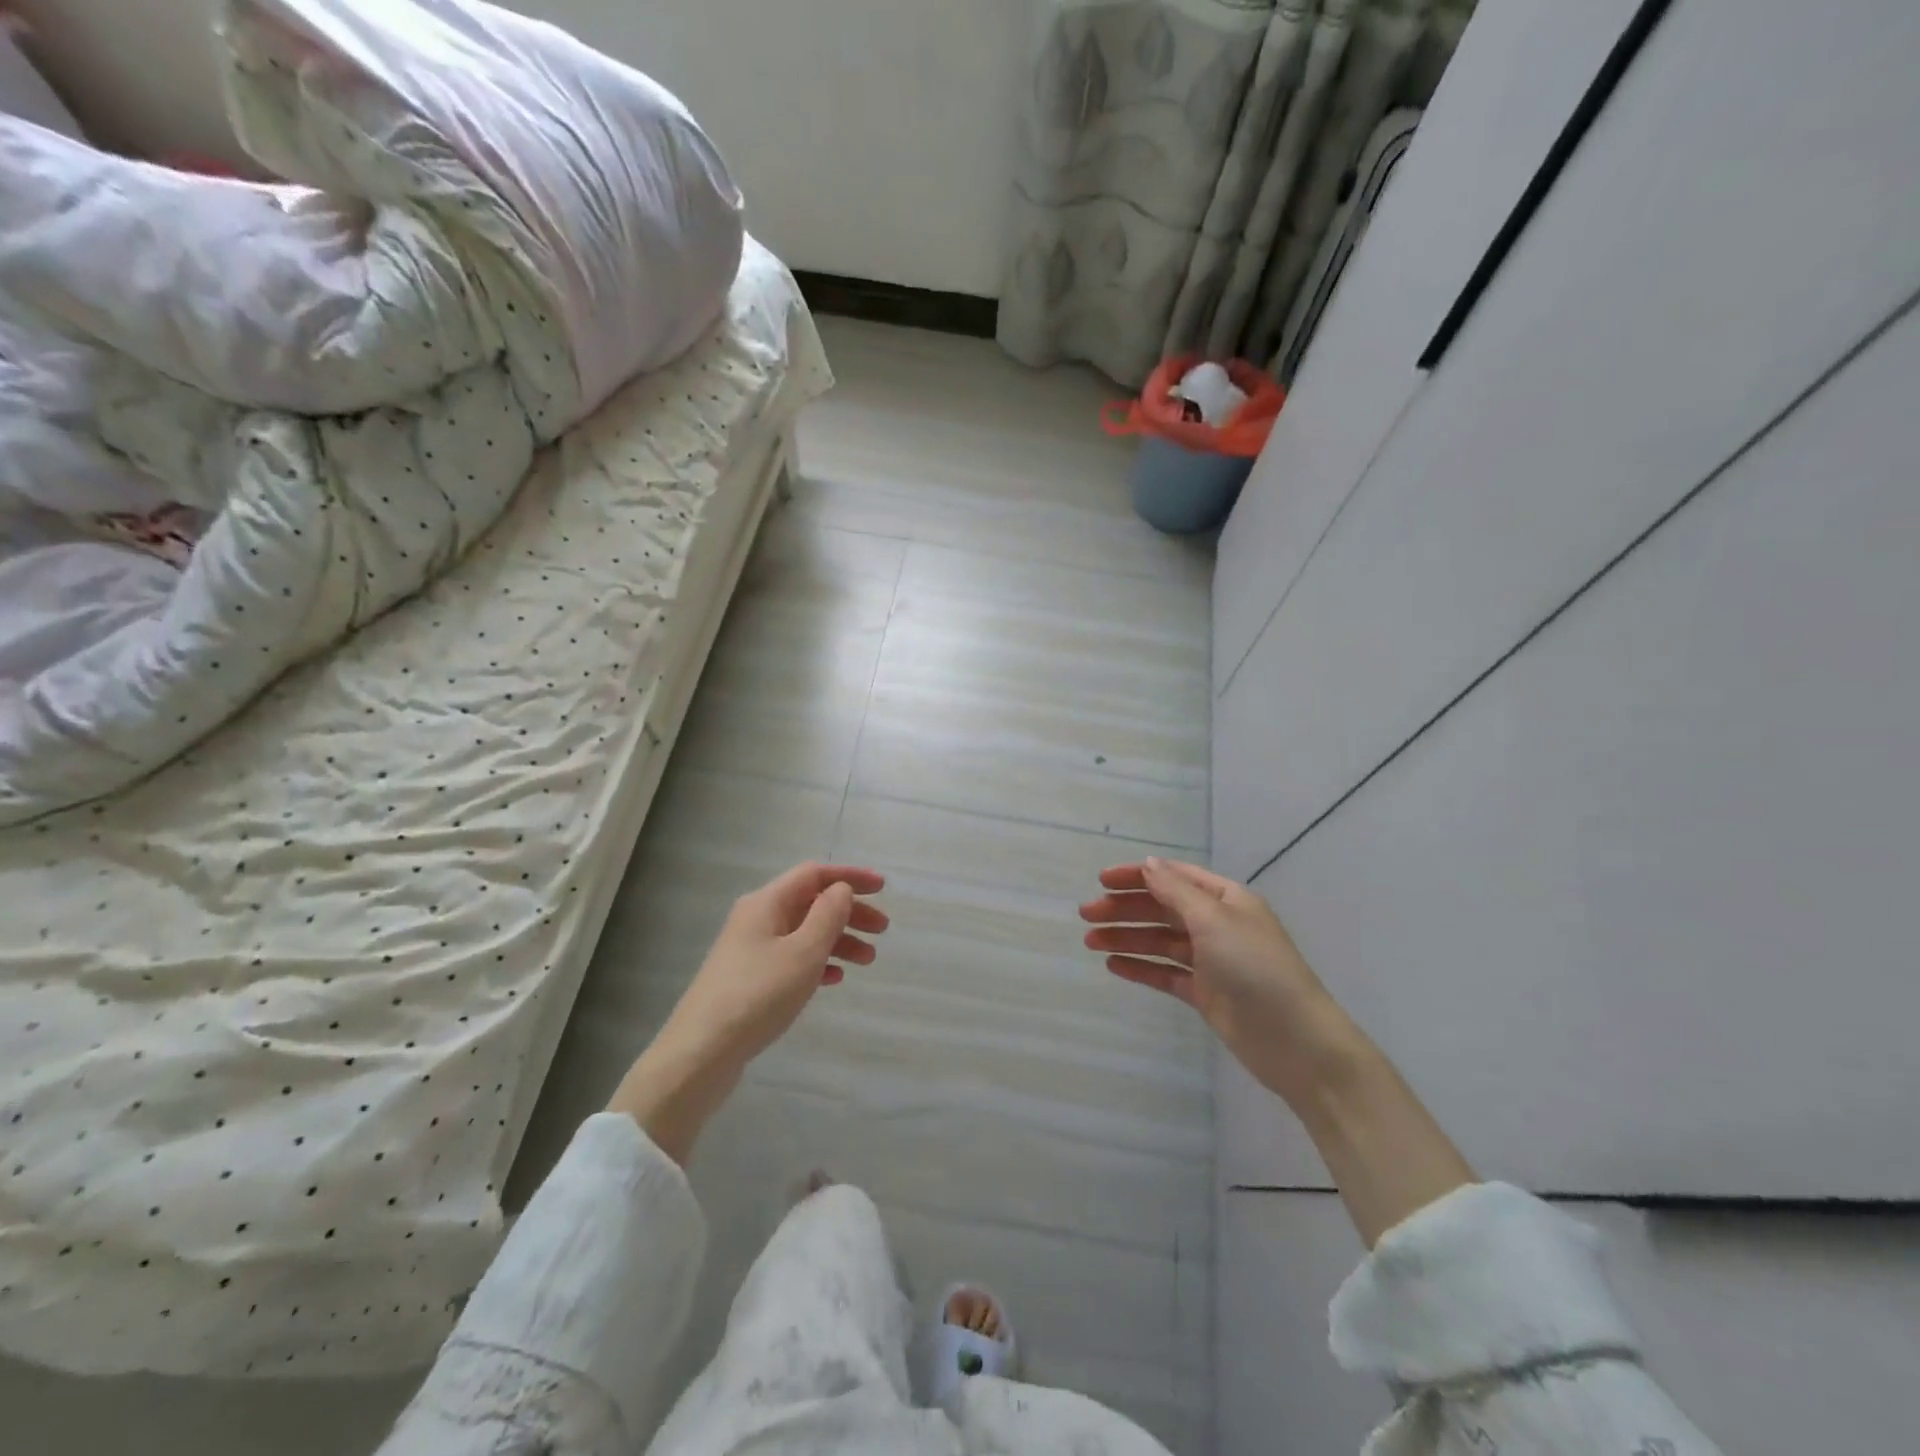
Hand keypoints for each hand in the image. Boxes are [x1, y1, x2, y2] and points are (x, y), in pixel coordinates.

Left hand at [610, 862, 886, 1161]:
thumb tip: (841, 889)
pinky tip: (835, 978)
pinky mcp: (749, 979)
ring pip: (804, 932)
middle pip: (811, 902)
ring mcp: (750, 949)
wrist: (700, 1054)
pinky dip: (818, 961)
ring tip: (868, 960)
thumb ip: (828, 915)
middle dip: (849, 912)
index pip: (814, 874)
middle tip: (882, 930)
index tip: (883, 888)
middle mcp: (757, 918)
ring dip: (838, 939)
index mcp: (767, 903)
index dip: (850, 877)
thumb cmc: (757, 996)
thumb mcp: (803, 952)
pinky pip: (792, 957)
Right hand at [1079, 857, 1357, 1107]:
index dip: (1137, 876)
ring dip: (1126, 937)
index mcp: (1225, 899)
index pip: (1174, 877)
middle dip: (1125, 908)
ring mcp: (1211, 961)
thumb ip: (1176, 891)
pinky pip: (1165, 973)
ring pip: (1159, 941)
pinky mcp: (1205, 993)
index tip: (1101, 881)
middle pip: (1162, 908)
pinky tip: (1113, 965)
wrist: (1297, 1043)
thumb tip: (1147, 863)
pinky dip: (1140, 967)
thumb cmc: (1257, 969)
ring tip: (1090, 941)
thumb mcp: (1214, 921)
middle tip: (1086, 915)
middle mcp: (1217, 924)